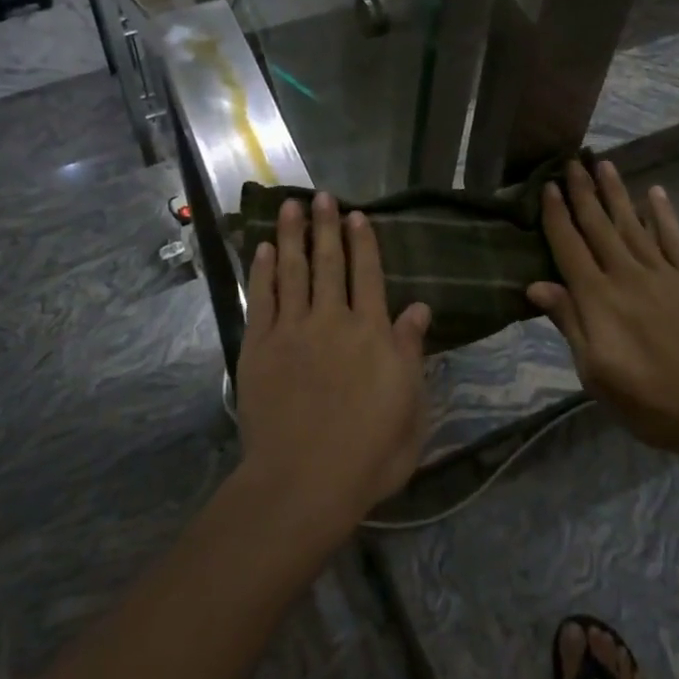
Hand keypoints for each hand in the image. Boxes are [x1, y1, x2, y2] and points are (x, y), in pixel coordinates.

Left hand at [235, 195, 430, 542]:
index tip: (357, 215)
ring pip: (293, 270)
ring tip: (290, 205)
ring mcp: (292, 330)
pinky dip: (264, 271)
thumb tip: (419, 308)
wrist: (303, 482)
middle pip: (329, 262)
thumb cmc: (368, 454)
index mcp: (372, 333)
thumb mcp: (410, 409)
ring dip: (292, 235)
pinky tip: (265, 249)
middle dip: (326, 226)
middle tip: (322, 196)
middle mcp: (333, 320)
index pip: (368, 274)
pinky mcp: (259, 347)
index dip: (363, 242)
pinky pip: (262, 299)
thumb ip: (412, 353)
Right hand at [528, 161, 678, 477]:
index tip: (548, 186)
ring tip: (603, 164)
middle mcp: (628, 275)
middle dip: (583, 192)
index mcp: (598, 299)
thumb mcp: (595, 374)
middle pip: (599, 225)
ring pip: (633, 224)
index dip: (556, 215)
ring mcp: (665, 274)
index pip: (569, 246)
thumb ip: (569, 323)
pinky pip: (675, 238)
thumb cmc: (649, 402)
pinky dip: (663, 214)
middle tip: (571, 161)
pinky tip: (655, 193)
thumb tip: (535, 284)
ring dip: (616, 193)